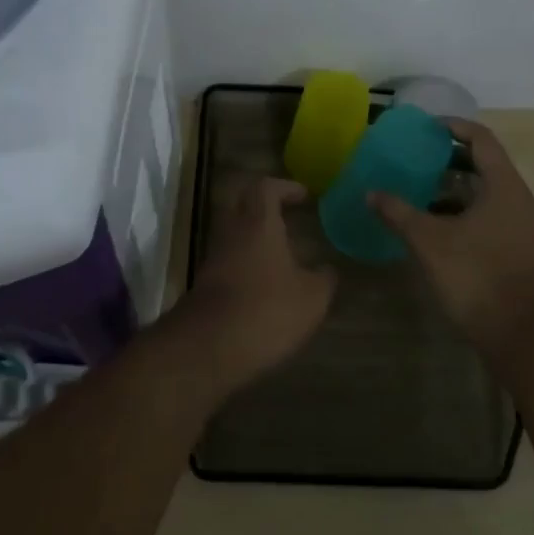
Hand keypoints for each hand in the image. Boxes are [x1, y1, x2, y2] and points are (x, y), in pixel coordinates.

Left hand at [171, 177, 337, 393]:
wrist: (209, 346)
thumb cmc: (267, 309)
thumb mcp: (311, 298)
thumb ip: (323, 279)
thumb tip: (327, 271)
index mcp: (258, 223)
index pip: (265, 188)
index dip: (284, 187)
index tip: (303, 195)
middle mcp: (232, 232)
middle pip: (243, 204)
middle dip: (265, 206)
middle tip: (289, 215)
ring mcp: (214, 258)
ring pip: (234, 233)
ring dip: (254, 236)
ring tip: (282, 253)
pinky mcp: (206, 284)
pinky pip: (228, 260)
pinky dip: (246, 262)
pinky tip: (265, 282)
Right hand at [370, 120, 533, 359]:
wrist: (520, 335)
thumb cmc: (476, 277)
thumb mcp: (429, 242)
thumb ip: (399, 213)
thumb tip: (370, 193)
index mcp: (505, 188)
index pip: (482, 140)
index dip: (454, 127)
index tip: (427, 127)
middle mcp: (520, 200)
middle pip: (487, 164)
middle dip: (451, 159)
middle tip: (418, 158)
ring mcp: (524, 226)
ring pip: (488, 193)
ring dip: (457, 188)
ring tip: (421, 190)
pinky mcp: (520, 249)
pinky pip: (492, 215)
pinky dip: (466, 211)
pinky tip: (439, 226)